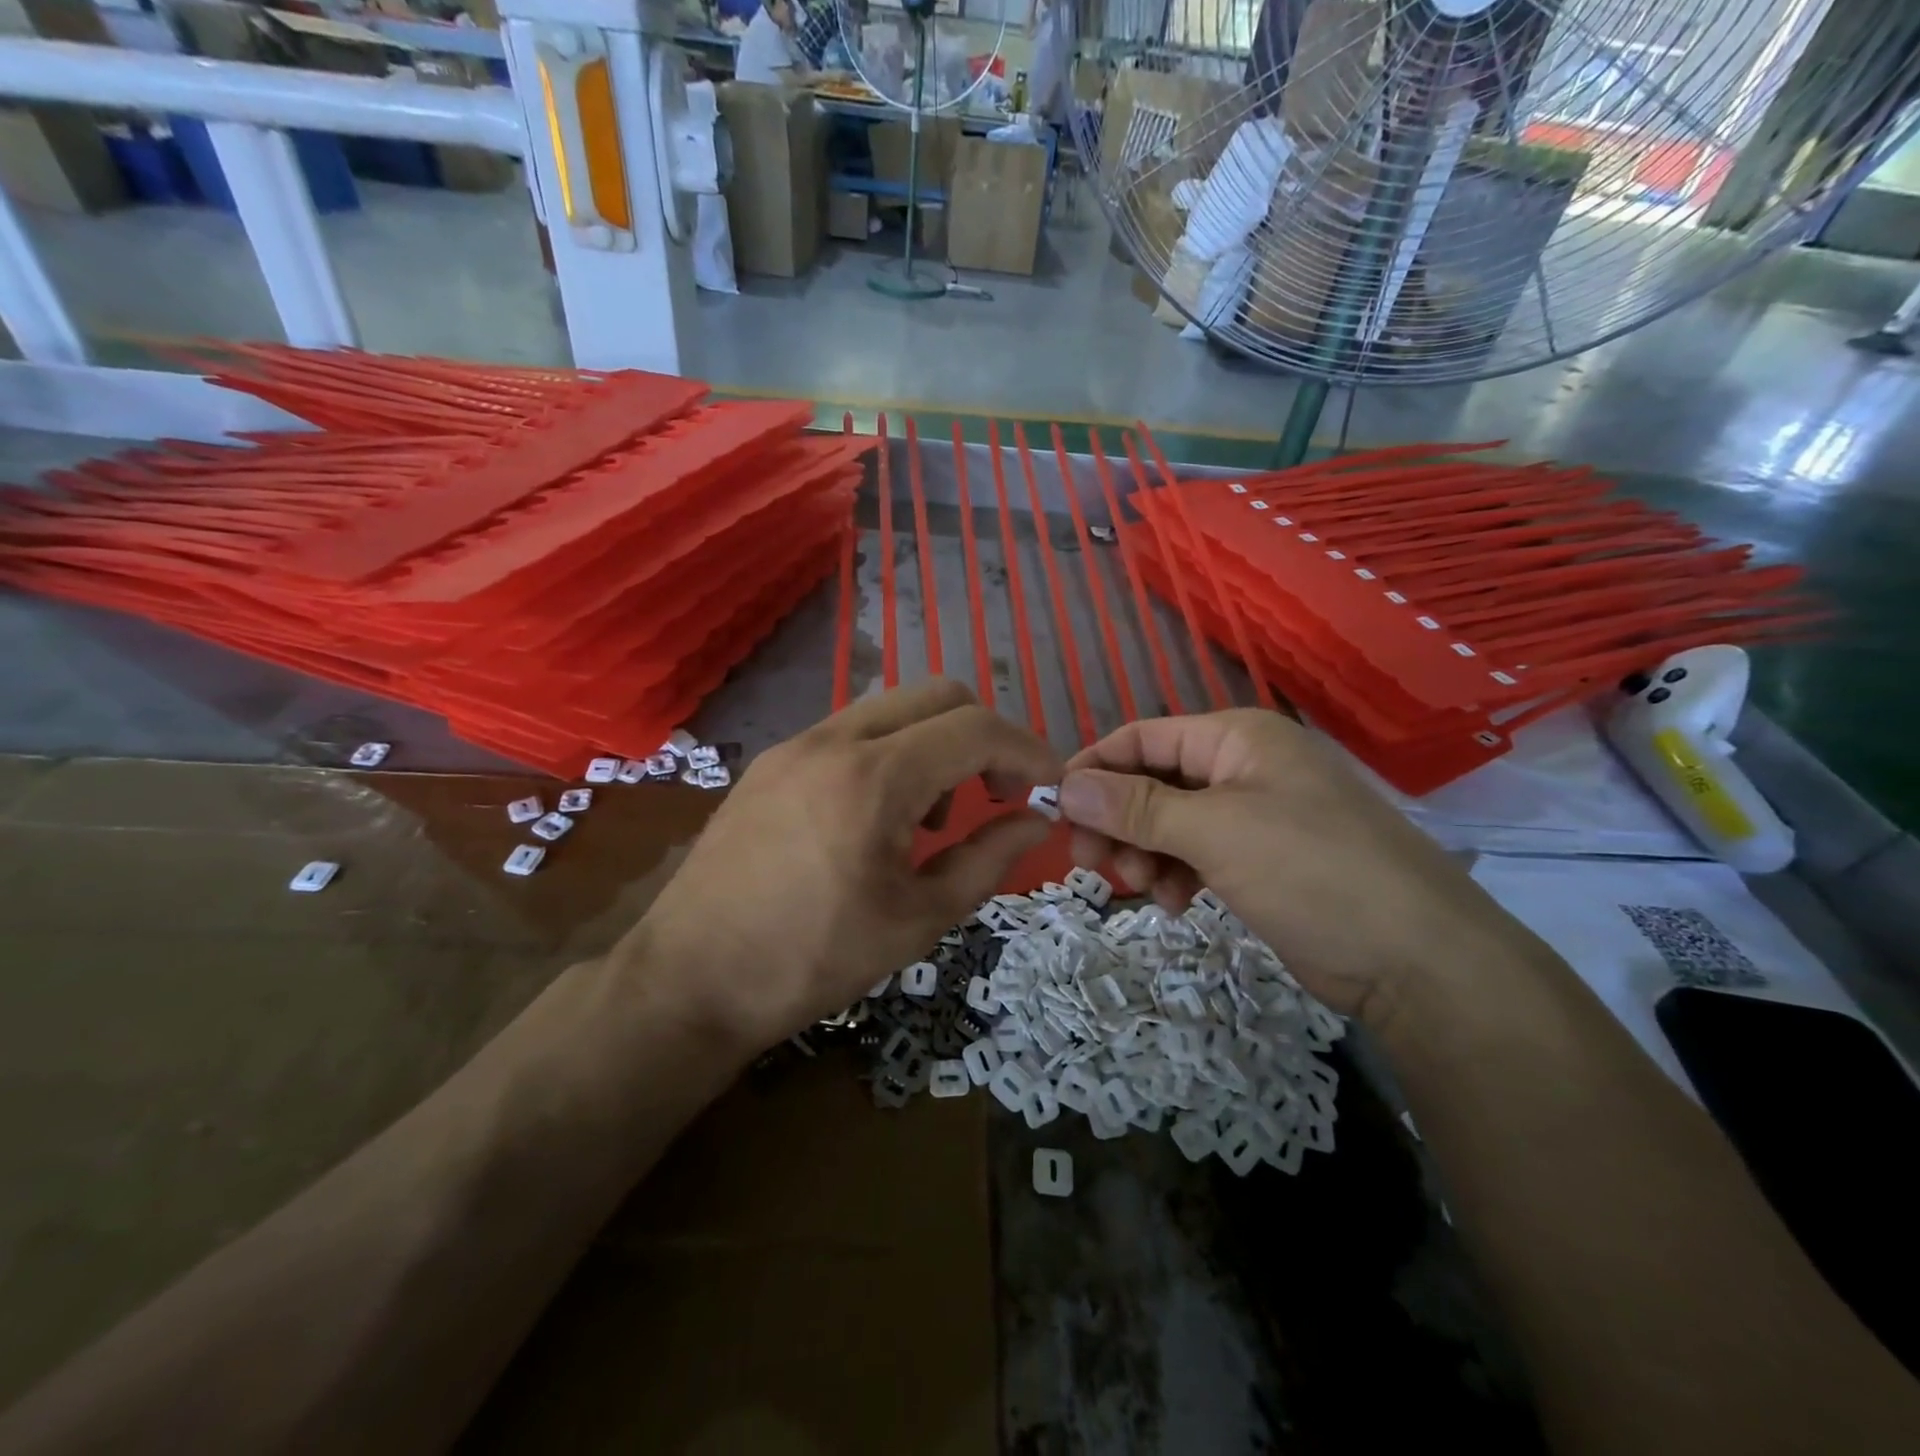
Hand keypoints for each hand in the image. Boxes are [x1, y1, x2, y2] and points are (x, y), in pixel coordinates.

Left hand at [625, 681, 1062, 1053]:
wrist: (689, 980)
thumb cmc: (812, 961)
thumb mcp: (917, 919)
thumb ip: (988, 859)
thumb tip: (1036, 821)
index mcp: (874, 778)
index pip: (975, 728)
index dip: (1027, 750)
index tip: (1049, 786)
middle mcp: (834, 739)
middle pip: (937, 694)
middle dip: (984, 736)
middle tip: (995, 795)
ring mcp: (796, 744)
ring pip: (892, 707)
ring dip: (935, 743)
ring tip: (931, 817)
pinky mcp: (771, 760)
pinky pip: (852, 730)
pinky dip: (891, 752)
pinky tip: (879, 815)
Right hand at [1059, 711, 1539, 1028]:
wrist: (1417, 960)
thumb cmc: (1312, 872)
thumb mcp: (1215, 832)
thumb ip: (1135, 806)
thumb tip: (1064, 785)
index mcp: (1236, 738)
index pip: (1142, 737)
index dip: (1095, 768)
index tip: (1055, 810)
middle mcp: (1242, 767)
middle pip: (1152, 781)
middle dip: (1118, 821)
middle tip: (1093, 864)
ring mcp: (1254, 814)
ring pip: (1169, 822)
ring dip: (1145, 853)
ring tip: (1146, 890)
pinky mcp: (1261, 859)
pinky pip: (1196, 853)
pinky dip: (1176, 874)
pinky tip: (1178, 905)